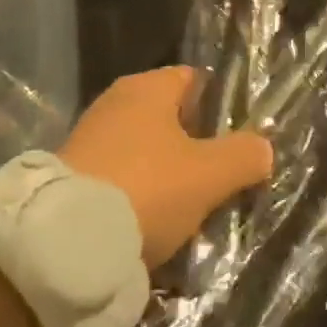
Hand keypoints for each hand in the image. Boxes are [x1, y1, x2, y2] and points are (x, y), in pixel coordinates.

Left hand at [59, 66, 273, 267]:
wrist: (63, 244)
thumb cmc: (146, 190)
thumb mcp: (210, 174)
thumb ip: (244, 155)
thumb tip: (263, 148)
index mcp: (148, 87)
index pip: (196, 81)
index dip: (222, 107)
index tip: (240, 139)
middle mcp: (116, 103)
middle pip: (171, 119)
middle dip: (196, 147)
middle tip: (221, 179)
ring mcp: (90, 139)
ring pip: (146, 153)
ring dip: (167, 177)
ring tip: (191, 210)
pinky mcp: (72, 177)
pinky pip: (121, 179)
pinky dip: (139, 197)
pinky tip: (153, 224)